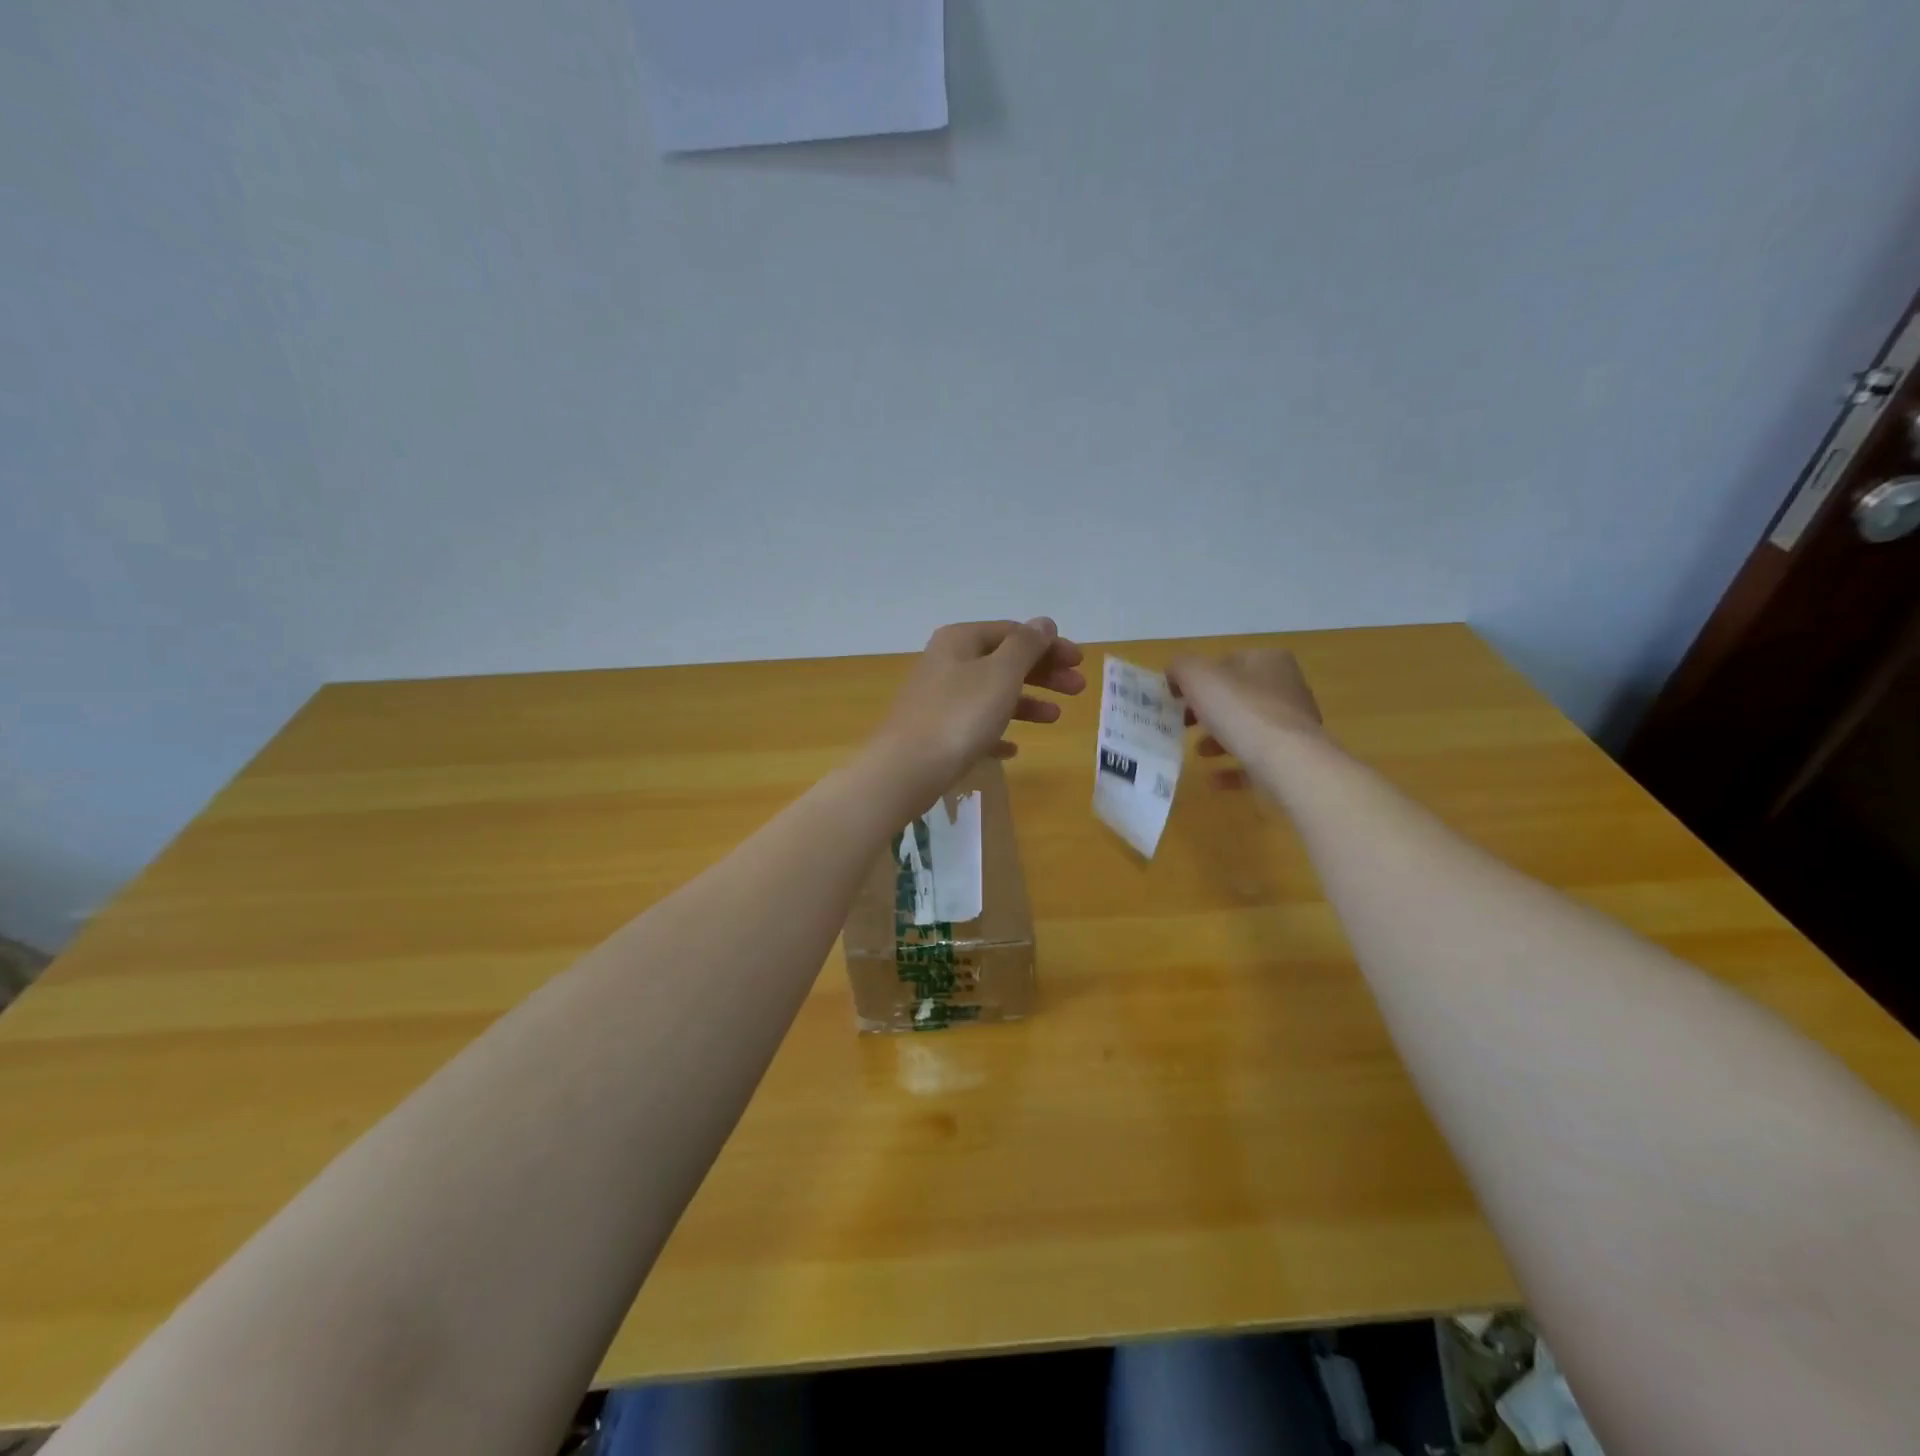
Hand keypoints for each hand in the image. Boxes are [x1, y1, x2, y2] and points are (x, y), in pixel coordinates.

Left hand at [870, 618, 1085, 796]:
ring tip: (1055, 718)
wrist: (907, 769)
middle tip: (1077, 689)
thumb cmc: (960, 715)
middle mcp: (947, 663)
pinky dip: (996, 732)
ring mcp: (939, 699)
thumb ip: (1026, 646)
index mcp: (960, 640)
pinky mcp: (936, 734)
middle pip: (1003, 661)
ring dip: (1026, 702)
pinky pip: (974, 727)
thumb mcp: (1001, 673)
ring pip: (991, 694)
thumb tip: (1042, 623)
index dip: (1049, 644)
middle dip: (1043, 673)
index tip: (1079, 662)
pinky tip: (1013, 748)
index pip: (1013, 632)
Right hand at [1166, 649, 1325, 790]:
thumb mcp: (1198, 676)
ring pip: (1247, 728)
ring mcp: (1292, 724)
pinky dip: (1234, 767)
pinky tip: (1214, 779)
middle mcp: (1286, 687)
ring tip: (1198, 751)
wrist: (1288, 762)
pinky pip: (1256, 760)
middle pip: (1236, 696)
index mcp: (1268, 660)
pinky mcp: (1293, 757)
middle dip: (1206, 711)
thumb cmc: (1242, 711)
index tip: (1175, 698)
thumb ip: (1180, 667)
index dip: (1197, 678)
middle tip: (1182, 723)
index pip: (1225, 662)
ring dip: (1219, 739)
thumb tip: (1174, 673)